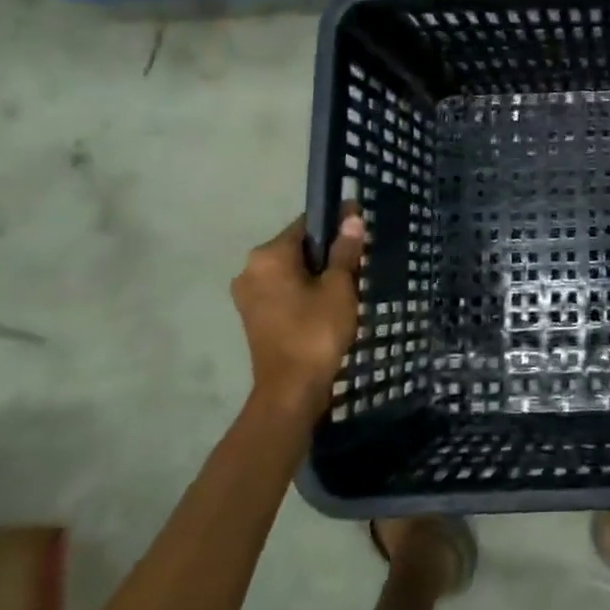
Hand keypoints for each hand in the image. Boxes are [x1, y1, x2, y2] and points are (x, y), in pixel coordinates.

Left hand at [230, 207, 365, 415]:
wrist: (290, 391)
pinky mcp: (253, 316)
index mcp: (268, 256)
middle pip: (297, 248)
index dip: (336, 223)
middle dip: (328, 252)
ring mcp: (248, 295)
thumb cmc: (315, 332)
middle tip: (359, 262)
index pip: (306, 224)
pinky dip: (304, 291)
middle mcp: (250, 270)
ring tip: (348, 285)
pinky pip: (283, 290)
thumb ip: (344, 250)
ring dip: (317, 273)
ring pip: (291, 271)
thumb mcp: (338, 287)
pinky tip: (328, 304)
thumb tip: (351, 218)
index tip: (361, 226)